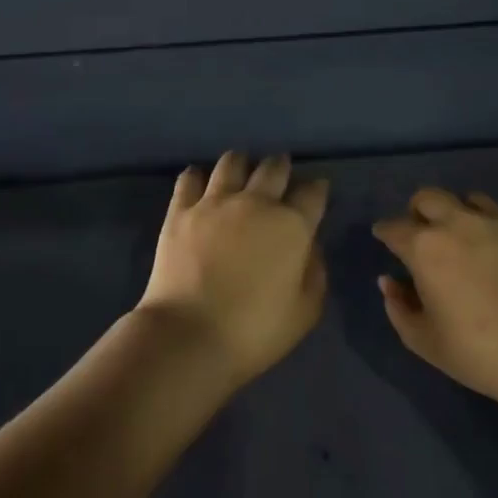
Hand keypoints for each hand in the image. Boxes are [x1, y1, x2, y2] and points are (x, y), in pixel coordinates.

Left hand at [137, 151, 330, 386]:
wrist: (190, 334)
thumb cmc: (255, 330)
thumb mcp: (305, 311)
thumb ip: (314, 272)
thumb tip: (310, 245)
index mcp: (292, 225)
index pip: (312, 193)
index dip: (317, 189)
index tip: (316, 190)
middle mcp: (255, 203)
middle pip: (274, 167)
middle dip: (281, 167)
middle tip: (280, 173)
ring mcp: (214, 203)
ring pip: (232, 163)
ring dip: (242, 163)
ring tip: (242, 170)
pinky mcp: (180, 211)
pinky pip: (189, 179)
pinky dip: (197, 176)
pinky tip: (200, 181)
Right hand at [373, 188, 497, 406]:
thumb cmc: (479, 352)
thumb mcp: (424, 341)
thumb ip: (399, 307)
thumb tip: (390, 282)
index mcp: (425, 249)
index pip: (393, 227)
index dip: (385, 232)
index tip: (385, 239)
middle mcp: (458, 224)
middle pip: (428, 198)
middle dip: (417, 211)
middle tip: (422, 233)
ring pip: (469, 200)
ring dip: (458, 214)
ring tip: (465, 239)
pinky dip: (494, 230)